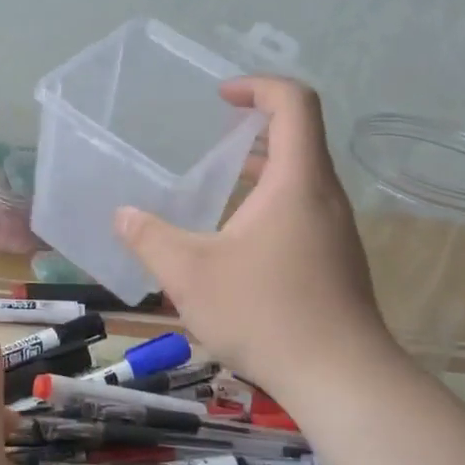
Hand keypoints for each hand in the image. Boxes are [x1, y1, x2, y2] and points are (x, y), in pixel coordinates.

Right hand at [115, 76, 394, 393]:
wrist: (342, 379)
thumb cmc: (265, 313)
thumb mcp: (190, 274)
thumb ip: (150, 239)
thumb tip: (123, 215)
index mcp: (297, 181)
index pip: (294, 102)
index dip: (258, 86)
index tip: (221, 97)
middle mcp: (325, 196)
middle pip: (299, 138)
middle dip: (254, 128)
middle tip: (211, 139)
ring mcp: (337, 231)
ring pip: (302, 179)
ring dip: (262, 170)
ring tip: (219, 186)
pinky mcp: (338, 261)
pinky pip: (305, 211)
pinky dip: (272, 204)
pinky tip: (238, 243)